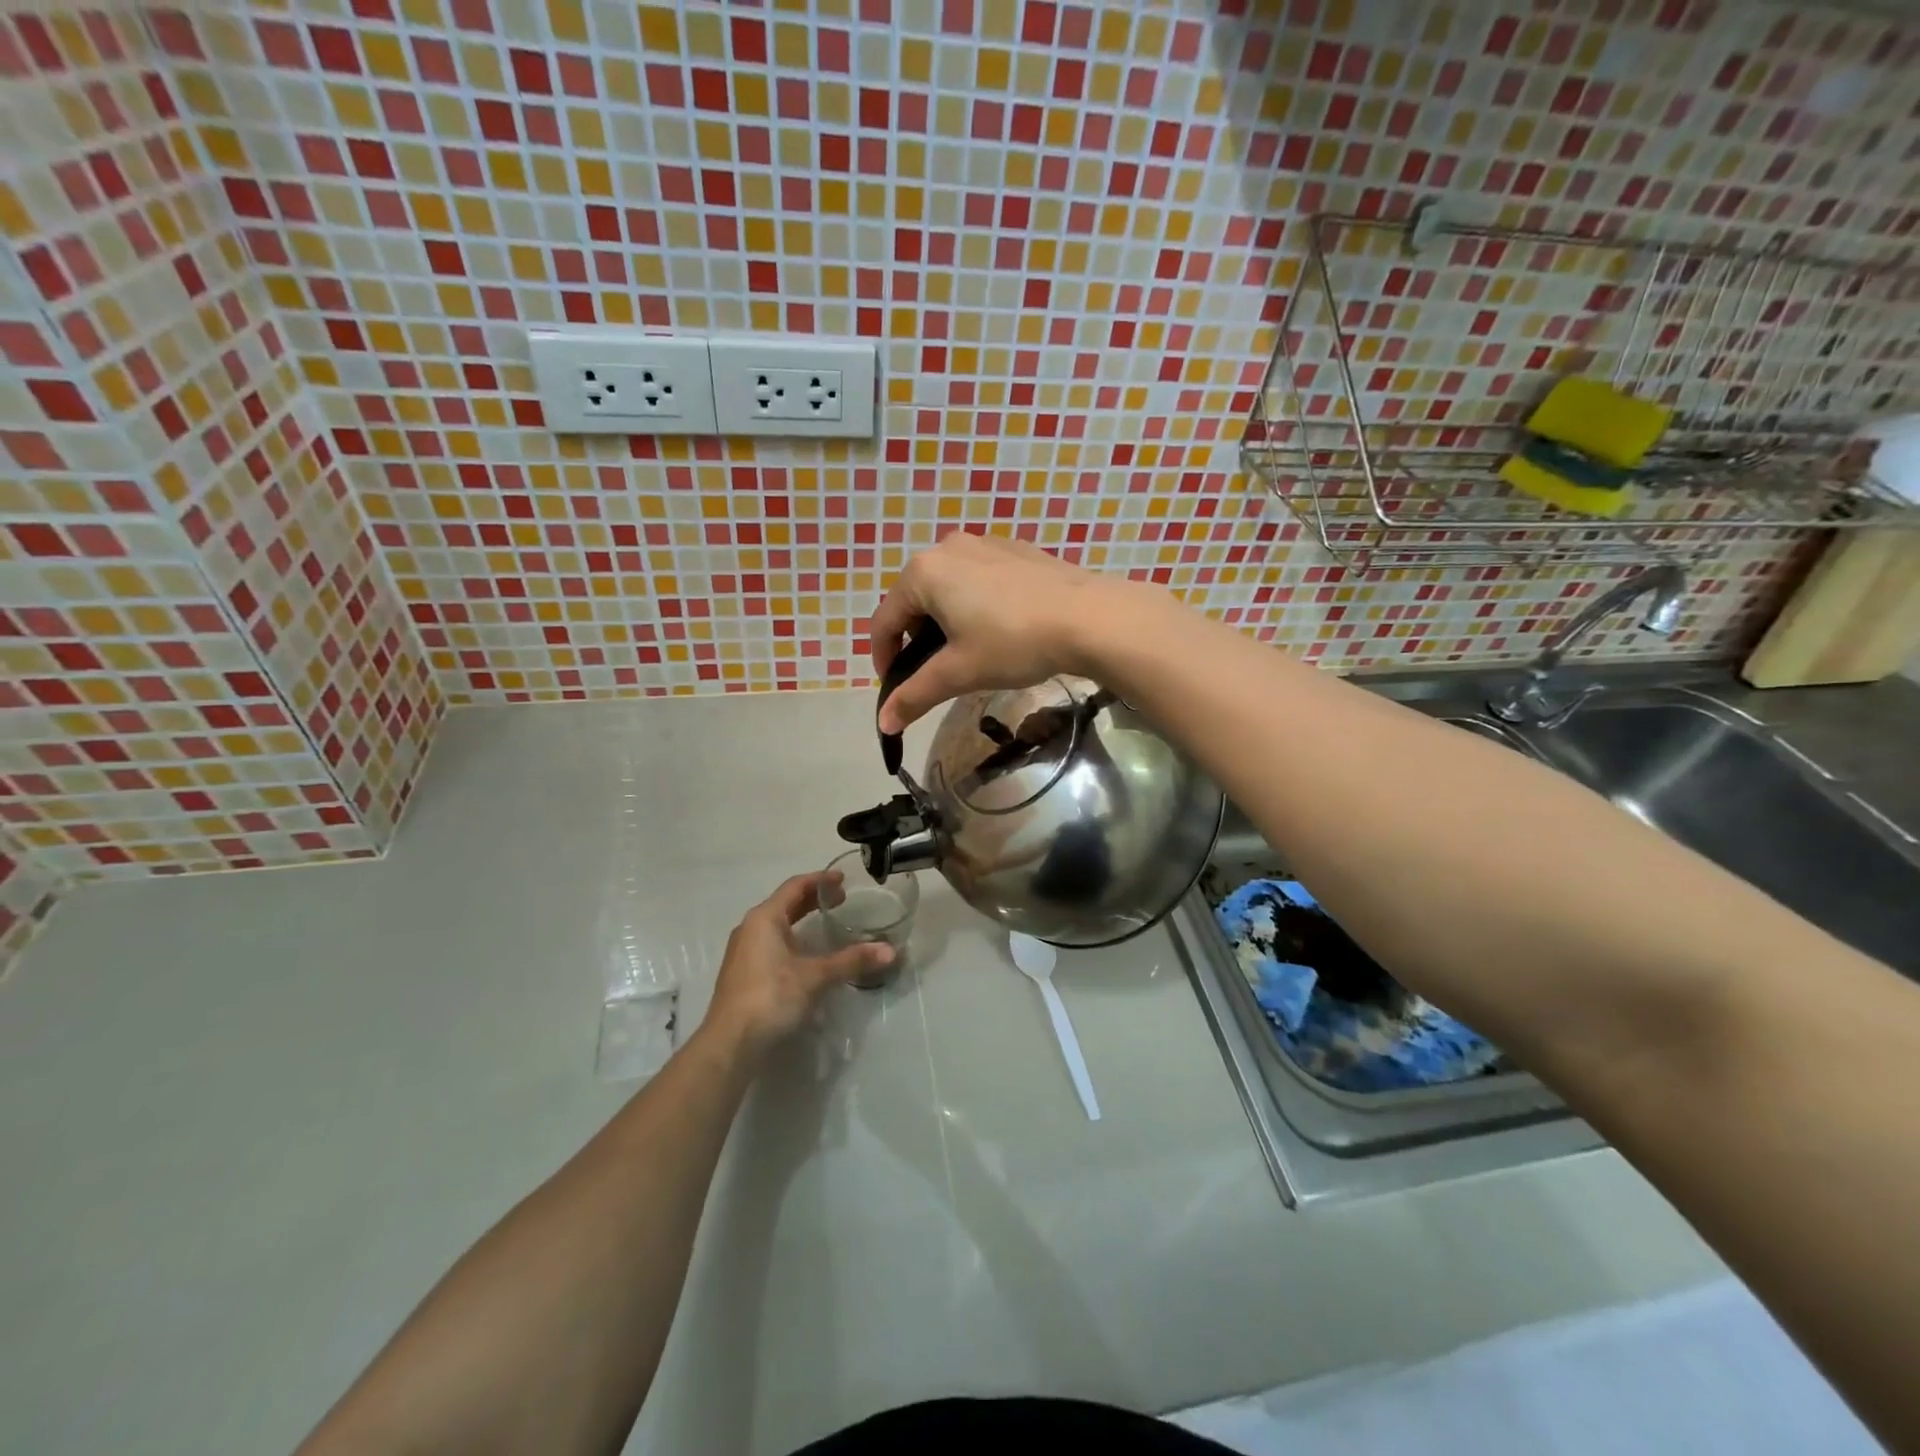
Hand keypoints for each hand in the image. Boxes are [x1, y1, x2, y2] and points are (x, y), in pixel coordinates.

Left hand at [703, 873, 893, 1058]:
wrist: (731, 1043)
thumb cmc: (771, 997)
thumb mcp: (816, 976)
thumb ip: (852, 960)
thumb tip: (890, 951)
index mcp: (764, 918)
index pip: (795, 886)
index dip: (820, 880)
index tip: (843, 880)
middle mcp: (750, 928)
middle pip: (785, 903)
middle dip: (813, 899)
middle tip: (842, 900)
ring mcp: (743, 951)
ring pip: (777, 924)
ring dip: (801, 919)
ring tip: (827, 923)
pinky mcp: (743, 973)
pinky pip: (771, 942)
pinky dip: (792, 938)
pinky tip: (806, 954)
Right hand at [868, 532, 1135, 732]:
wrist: (1090, 617)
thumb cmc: (1013, 642)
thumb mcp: (959, 673)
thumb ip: (915, 695)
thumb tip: (883, 724)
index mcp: (923, 572)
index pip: (884, 621)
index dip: (883, 660)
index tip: (895, 690)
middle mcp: (947, 547)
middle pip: (914, 601)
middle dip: (916, 641)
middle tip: (934, 675)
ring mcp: (984, 543)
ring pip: (947, 588)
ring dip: (945, 623)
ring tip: (968, 654)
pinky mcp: (1015, 549)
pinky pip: (978, 579)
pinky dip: (974, 605)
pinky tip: (999, 630)